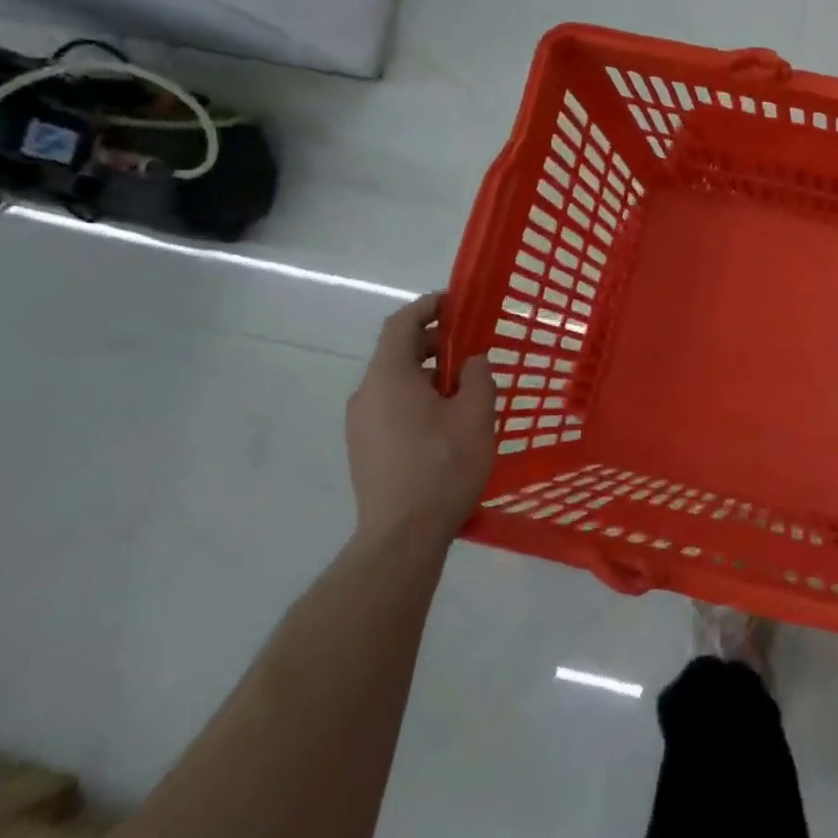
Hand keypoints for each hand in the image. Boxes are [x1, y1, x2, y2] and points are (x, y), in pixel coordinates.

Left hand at [346, 292, 496, 547]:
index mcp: (388, 378)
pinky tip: (446, 420)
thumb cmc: (443, 468)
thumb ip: (477, 378)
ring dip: (427, 374)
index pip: (400, 324)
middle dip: (434, 342)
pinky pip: (391, 406)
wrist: (402, 535)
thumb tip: (472, 361)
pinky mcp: (364, 448)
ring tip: (465, 387)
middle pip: (397, 353)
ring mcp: (360, 424)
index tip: (456, 302)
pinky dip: (417, 398)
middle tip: (471, 347)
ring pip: (395, 382)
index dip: (427, 306)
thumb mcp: (475, 417)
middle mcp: (366, 394)